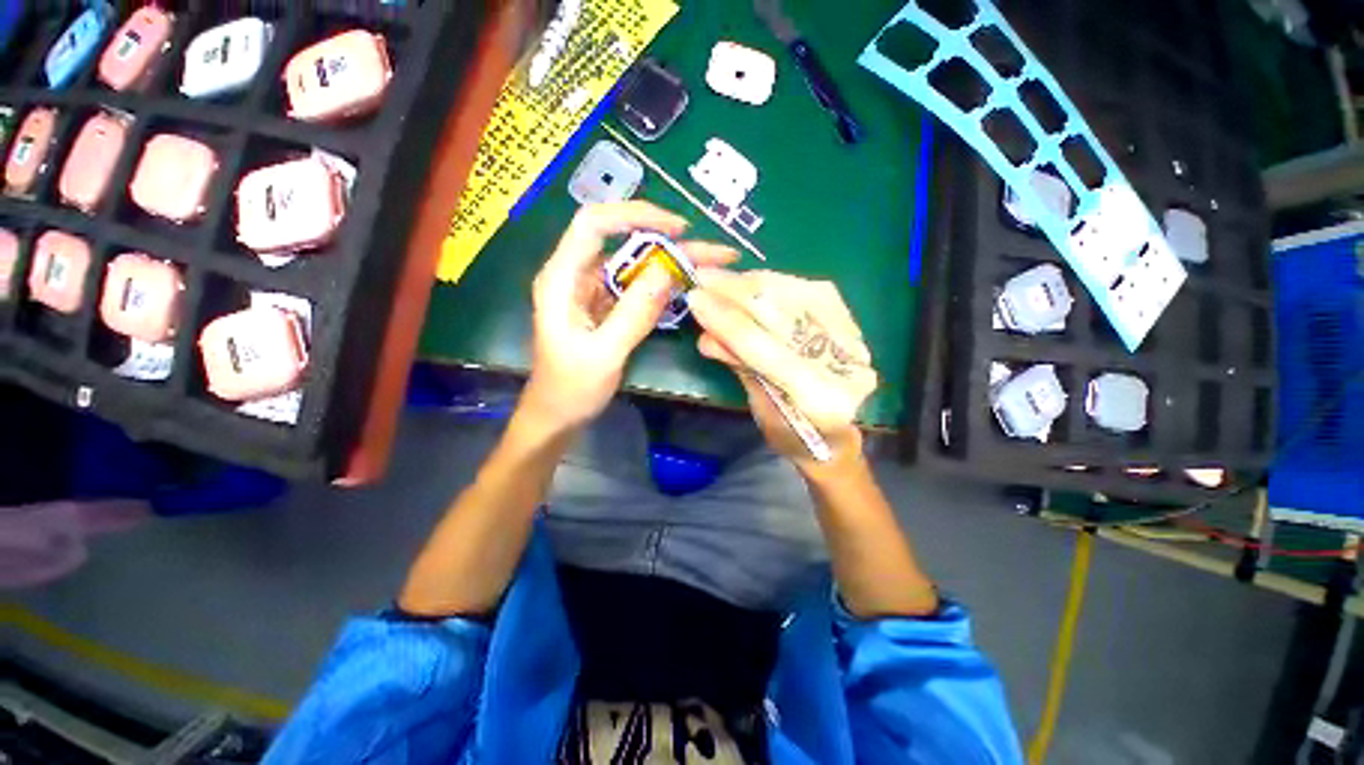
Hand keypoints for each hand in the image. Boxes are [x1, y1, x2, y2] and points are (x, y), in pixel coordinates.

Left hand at [520, 202, 737, 433]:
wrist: (558, 415)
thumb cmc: (571, 388)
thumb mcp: (604, 354)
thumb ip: (634, 313)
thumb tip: (668, 270)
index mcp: (562, 278)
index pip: (594, 224)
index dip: (635, 215)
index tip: (678, 228)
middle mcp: (577, 275)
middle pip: (623, 241)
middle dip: (669, 241)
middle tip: (714, 252)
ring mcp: (593, 291)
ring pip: (635, 263)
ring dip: (672, 262)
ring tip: (712, 265)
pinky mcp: (607, 306)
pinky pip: (638, 286)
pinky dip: (664, 284)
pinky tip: (690, 286)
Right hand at [687, 270, 877, 470]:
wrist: (836, 439)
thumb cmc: (791, 436)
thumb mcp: (758, 409)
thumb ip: (738, 366)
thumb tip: (706, 335)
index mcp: (817, 400)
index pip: (763, 348)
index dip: (726, 321)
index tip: (694, 298)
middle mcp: (843, 364)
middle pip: (782, 313)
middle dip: (735, 291)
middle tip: (701, 277)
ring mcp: (853, 341)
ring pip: (797, 294)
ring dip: (752, 282)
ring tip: (721, 279)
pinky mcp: (852, 326)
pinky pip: (809, 291)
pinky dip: (775, 283)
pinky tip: (750, 282)